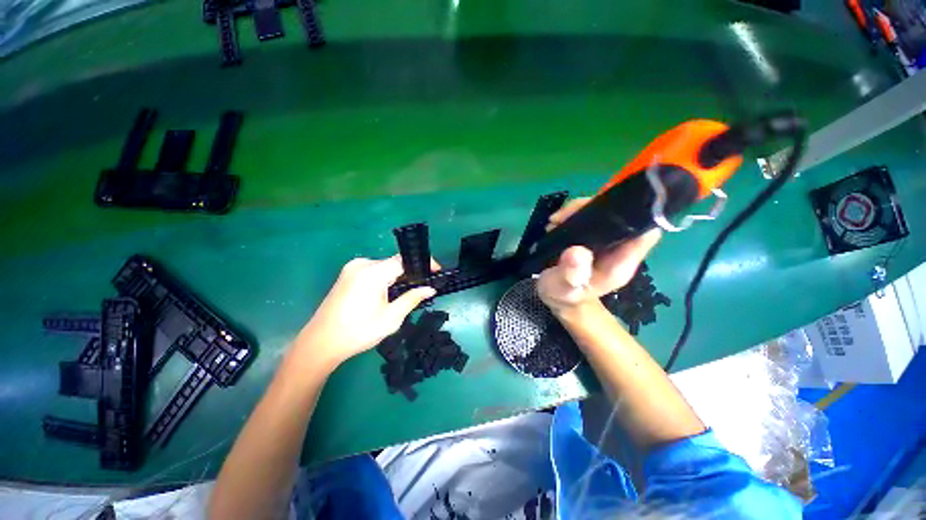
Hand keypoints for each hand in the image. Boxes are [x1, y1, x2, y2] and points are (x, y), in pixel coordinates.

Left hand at [293, 256, 436, 370]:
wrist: (320, 343)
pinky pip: (373, 271)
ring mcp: (352, 268)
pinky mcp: (347, 274)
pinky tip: (387, 294)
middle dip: (410, 274)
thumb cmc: (358, 332)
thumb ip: (412, 299)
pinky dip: (384, 279)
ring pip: (384, 267)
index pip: (405, 260)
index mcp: (373, 272)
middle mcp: (362, 264)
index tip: (436, 271)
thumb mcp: (391, 318)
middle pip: (394, 263)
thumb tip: (430, 289)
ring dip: (397, 277)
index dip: (423, 264)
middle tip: (422, 288)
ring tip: (406, 293)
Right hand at [537, 197, 660, 315]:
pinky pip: (589, 215)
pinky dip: (572, 214)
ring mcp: (605, 240)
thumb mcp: (562, 289)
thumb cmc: (563, 295)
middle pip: (622, 215)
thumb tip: (577, 252)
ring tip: (555, 221)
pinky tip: (556, 222)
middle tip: (563, 217)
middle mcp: (618, 248)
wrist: (557, 296)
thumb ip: (570, 274)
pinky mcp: (592, 235)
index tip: (599, 211)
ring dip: (579, 210)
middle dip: (593, 208)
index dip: (632, 216)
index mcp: (620, 263)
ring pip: (604, 211)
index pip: (643, 232)